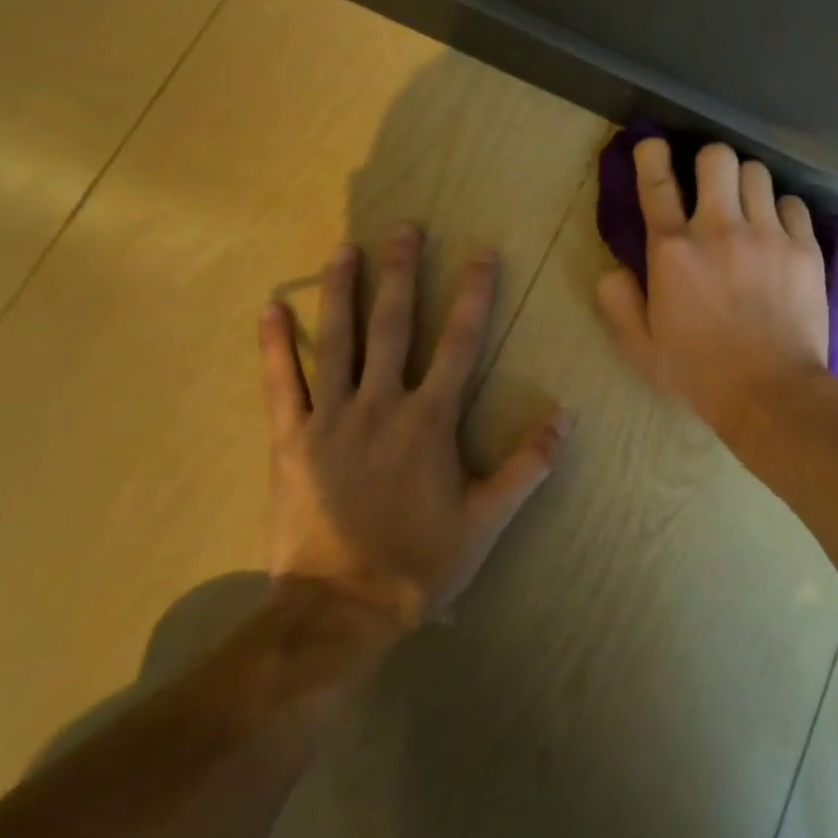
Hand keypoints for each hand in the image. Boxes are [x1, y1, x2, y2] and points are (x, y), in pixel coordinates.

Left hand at [258, 226, 571, 627]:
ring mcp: (330, 419)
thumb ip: (529, 464)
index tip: (480, 253)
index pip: (459, 343)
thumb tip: (567, 414)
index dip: (473, 294)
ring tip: (343, 249)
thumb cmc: (420, 562)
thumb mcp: (488, 519)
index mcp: (429, 420)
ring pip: (336, 341)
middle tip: (403, 228)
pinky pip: (279, 383)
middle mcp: (380, 405)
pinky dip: (274, 344)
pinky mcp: (291, 440)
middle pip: (393, 325)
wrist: (340, 608)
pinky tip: (269, 308)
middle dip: (401, 272)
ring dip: (341, 291)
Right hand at [596, 139, 831, 435]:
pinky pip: (794, 203)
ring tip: (747, 208)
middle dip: (709, 163)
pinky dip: (782, 211)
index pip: (658, 182)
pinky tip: (778, 233)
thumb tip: (613, 269)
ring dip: (746, 185)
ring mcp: (767, 235)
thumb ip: (619, 302)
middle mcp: (719, 229)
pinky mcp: (804, 248)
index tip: (654, 146)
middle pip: (717, 157)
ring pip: (758, 172)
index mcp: (673, 251)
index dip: (652, 154)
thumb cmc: (700, 374)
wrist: (772, 394)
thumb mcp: (642, 348)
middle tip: (710, 186)